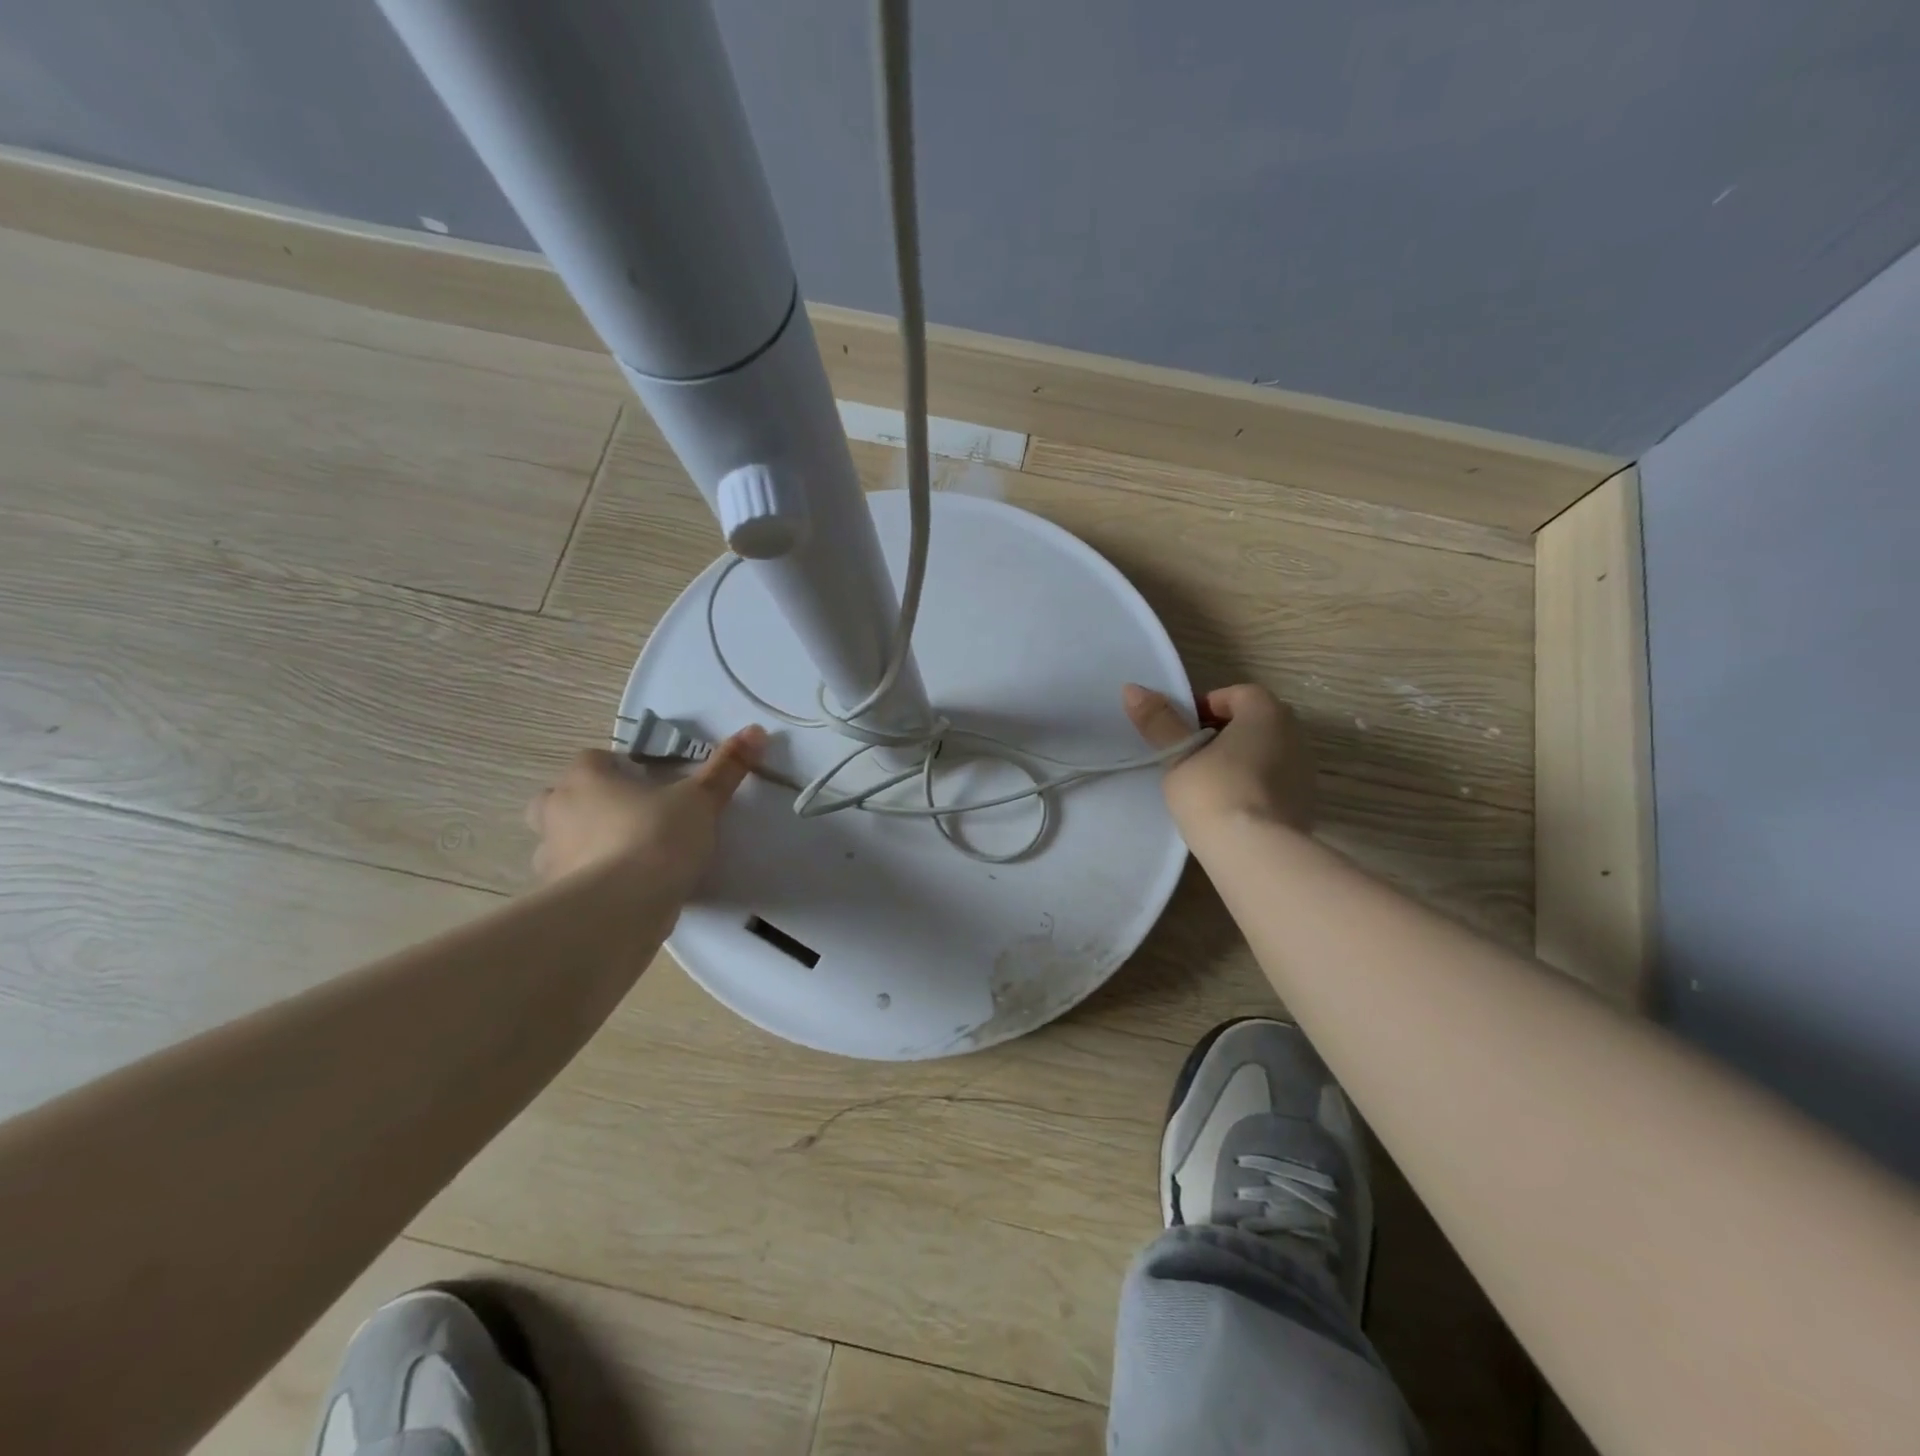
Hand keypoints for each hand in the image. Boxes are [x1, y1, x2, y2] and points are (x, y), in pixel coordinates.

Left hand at [525, 726, 766, 897]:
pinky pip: (569, 881)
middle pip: (560, 798)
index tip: (648, 783)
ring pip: (560, 841)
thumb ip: (726, 768)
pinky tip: (620, 894)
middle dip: (586, 805)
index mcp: (586, 779)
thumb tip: (756, 730)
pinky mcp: (556, 897)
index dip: (618, 767)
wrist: (621, 909)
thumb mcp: (701, 800)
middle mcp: (558, 811)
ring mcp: (550, 857)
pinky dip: (588, 883)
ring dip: (583, 845)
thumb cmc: (657, 838)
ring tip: (625, 859)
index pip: (593, 759)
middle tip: (627, 817)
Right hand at [1123, 683, 1314, 833]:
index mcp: (1266, 712)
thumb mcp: (1178, 756)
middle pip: (1253, 721)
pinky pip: (1274, 780)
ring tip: (1207, 784)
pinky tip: (1229, 807)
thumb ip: (1159, 722)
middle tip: (1189, 755)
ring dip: (1238, 759)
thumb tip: (1132, 688)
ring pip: (1265, 751)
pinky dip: (1253, 784)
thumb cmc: (1213, 792)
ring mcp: (1305, 769)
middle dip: (1222, 732)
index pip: (1235, 694)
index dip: (1204, 707)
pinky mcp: (1306, 802)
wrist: (1256, 853)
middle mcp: (1294, 733)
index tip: (1181, 730)